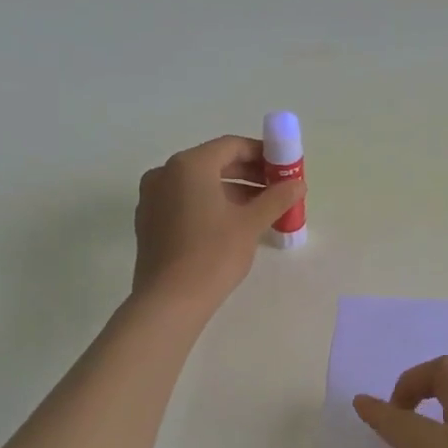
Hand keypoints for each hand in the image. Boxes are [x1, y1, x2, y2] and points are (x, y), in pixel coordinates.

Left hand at [132, 136, 305, 307]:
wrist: (169, 301)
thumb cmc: (213, 254)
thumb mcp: (251, 224)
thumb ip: (277, 198)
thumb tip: (298, 184)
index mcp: (189, 165)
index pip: (231, 146)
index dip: (262, 154)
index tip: (284, 168)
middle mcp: (165, 173)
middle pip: (214, 163)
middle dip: (249, 173)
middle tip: (277, 189)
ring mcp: (153, 197)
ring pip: (199, 183)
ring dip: (232, 190)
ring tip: (261, 209)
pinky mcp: (149, 221)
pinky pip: (185, 200)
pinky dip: (210, 204)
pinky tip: (232, 224)